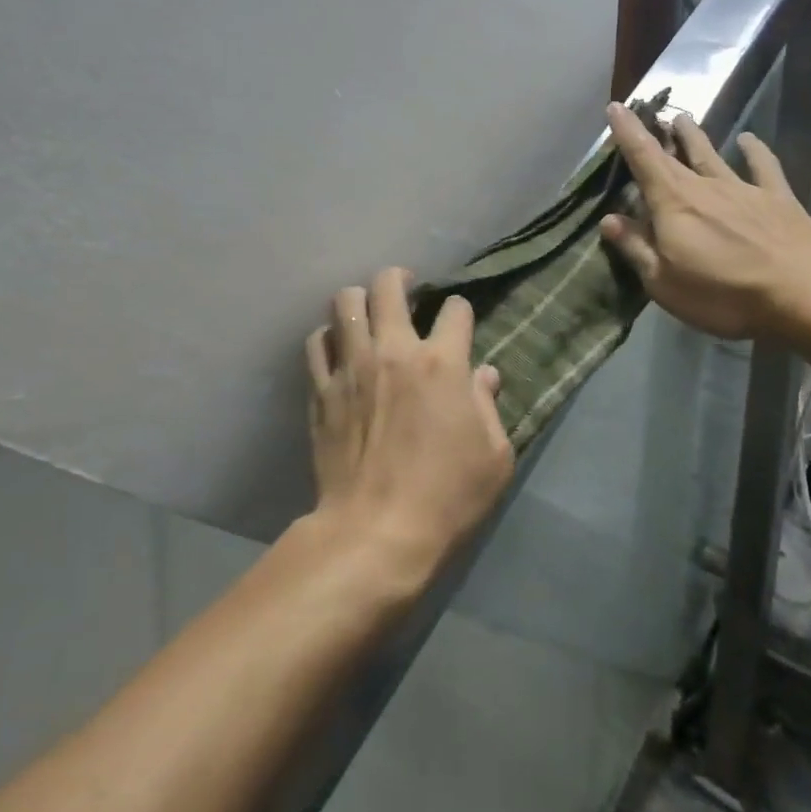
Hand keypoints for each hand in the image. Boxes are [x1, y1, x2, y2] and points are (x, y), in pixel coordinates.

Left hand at [305, 269, 512, 576]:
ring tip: (368, 314)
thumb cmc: (446, 496)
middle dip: (401, 278)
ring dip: (359, 301)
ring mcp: (352, 367)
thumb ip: (489, 405)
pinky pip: (316, 342)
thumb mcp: (494, 456)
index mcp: (442, 362)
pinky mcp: (321, 390)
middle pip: (388, 284)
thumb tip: (484, 375)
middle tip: (408, 290)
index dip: (460, 311)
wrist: (376, 532)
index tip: (458, 324)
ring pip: (344, 302)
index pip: (454, 309)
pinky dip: (329, 337)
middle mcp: (393, 350)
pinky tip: (339, 349)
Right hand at [598, 104, 810, 342]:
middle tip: (645, 113)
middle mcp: (705, 186)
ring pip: (712, 154)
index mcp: (673, 203)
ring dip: (695, 136)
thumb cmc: (725, 293)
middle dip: (656, 133)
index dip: (627, 132)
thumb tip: (608, 219)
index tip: (615, 106)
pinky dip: (755, 150)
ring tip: (683, 119)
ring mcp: (743, 189)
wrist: (805, 292)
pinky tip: (748, 139)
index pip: (643, 158)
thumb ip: (636, 248)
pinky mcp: (778, 198)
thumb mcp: (664, 283)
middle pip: (674, 154)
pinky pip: (763, 166)